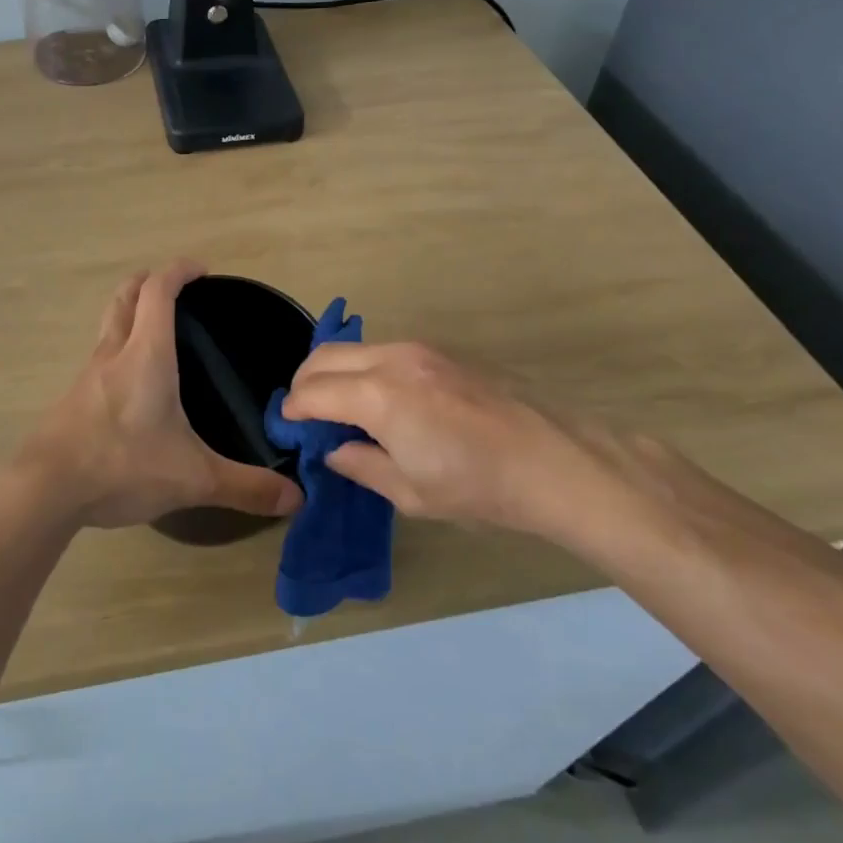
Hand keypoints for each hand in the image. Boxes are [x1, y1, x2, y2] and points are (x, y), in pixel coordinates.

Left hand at [17, 261, 303, 529]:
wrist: (45, 490)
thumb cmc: (122, 466)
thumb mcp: (192, 478)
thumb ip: (245, 486)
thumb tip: (297, 499)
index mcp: (145, 354)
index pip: (158, 290)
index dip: (178, 271)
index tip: (201, 270)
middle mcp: (113, 353)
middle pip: (126, 296)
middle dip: (149, 282)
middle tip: (175, 289)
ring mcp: (87, 375)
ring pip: (108, 325)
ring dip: (130, 314)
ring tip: (156, 333)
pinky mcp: (72, 399)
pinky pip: (98, 358)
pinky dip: (117, 350)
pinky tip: (131, 385)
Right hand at [280, 341, 654, 538]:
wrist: (554, 460)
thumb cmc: (478, 487)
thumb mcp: (410, 492)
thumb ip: (361, 465)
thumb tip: (334, 449)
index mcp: (378, 396)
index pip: (313, 391)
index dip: (293, 410)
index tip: (287, 428)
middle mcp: (392, 359)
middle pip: (325, 355)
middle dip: (304, 382)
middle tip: (305, 415)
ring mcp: (420, 349)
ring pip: (354, 349)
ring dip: (335, 372)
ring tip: (342, 410)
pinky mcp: (441, 351)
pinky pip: (383, 351)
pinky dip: (364, 369)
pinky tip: (381, 401)